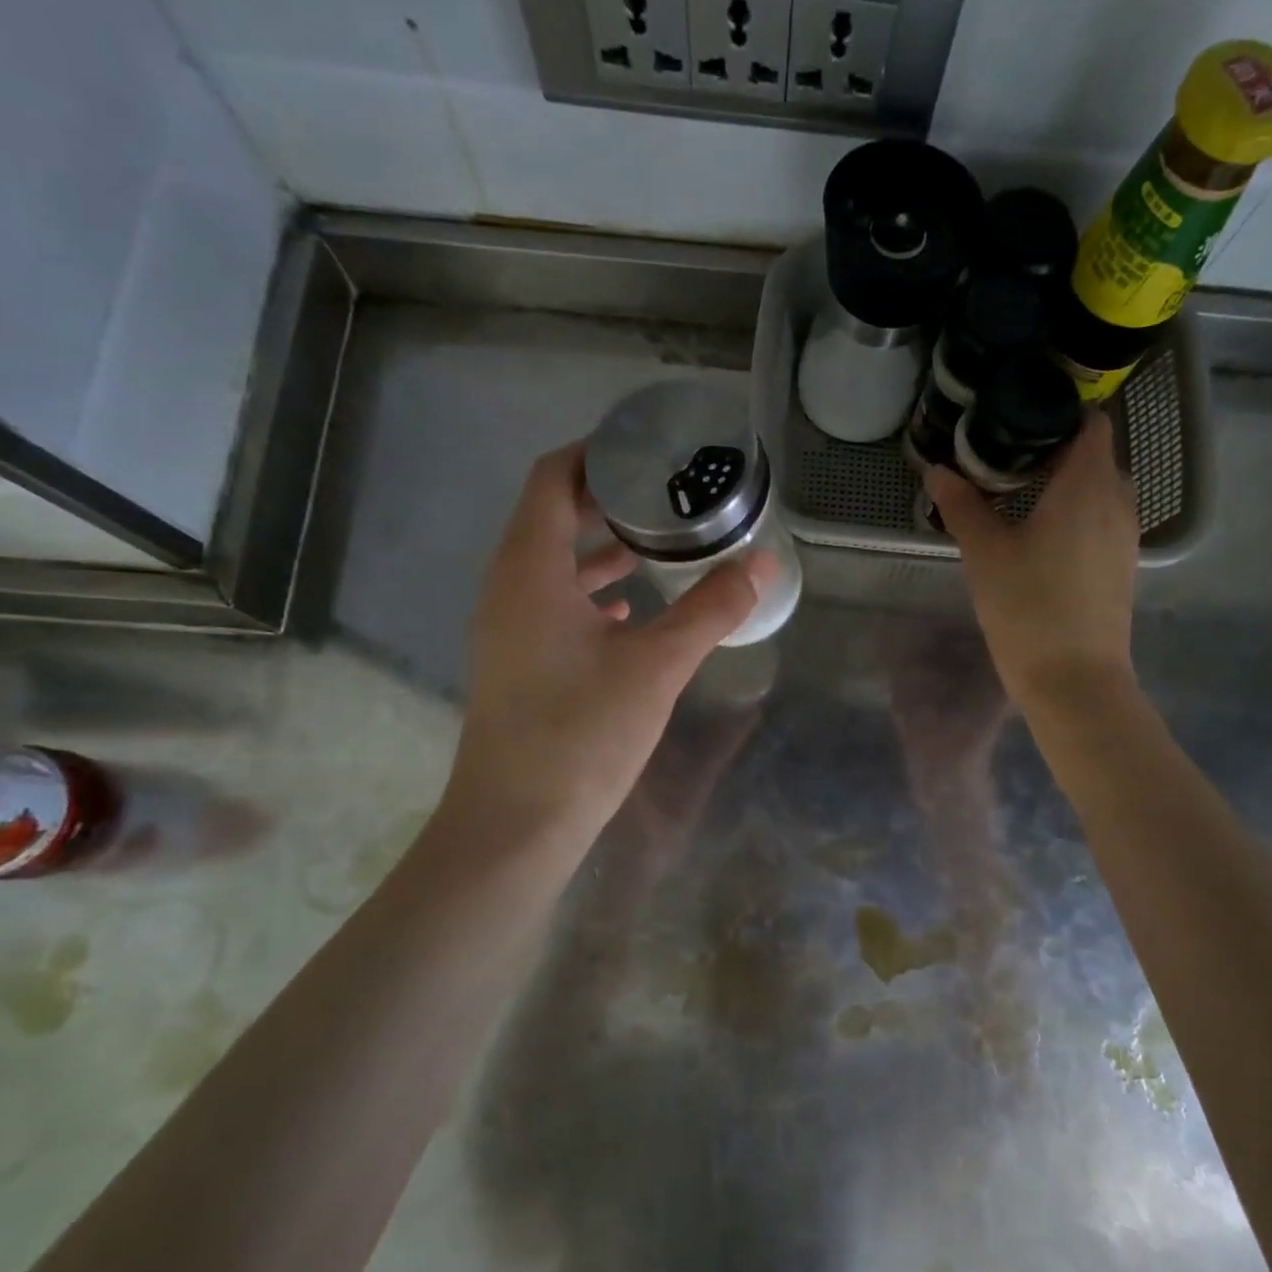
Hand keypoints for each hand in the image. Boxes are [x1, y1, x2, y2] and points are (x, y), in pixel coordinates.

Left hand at [435, 442, 777, 851]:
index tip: (647, 448)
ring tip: (659, 541)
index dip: (595, 454)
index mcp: (530, 569)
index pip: (552, 480)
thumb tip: (762, 563)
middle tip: (666, 491)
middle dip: (605, 498)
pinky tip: (630, 608)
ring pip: (552, 564)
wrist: (518, 823)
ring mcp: (508, 628)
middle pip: (550, 516)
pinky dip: (590, 591)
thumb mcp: (657, 664)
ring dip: (599, 546)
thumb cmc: (582, 732)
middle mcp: (508, 588)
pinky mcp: (518, 663)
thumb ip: (711, 610)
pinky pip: (552, 604)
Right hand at [924, 411, 1138, 712]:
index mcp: (1088, 484)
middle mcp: (1118, 500)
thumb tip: (936, 471)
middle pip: (1095, 455)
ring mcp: (1125, 536)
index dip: (1059, 414)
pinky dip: (1078, 514)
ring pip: (1100, 490)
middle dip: (1056, 451)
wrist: (1074, 680)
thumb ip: (962, 506)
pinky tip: (1041, 537)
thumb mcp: (985, 553)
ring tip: (1019, 498)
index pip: (1090, 422)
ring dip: (1067, 485)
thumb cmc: (1028, 607)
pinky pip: (1103, 520)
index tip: (1020, 421)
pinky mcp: (1122, 565)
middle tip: (1006, 461)